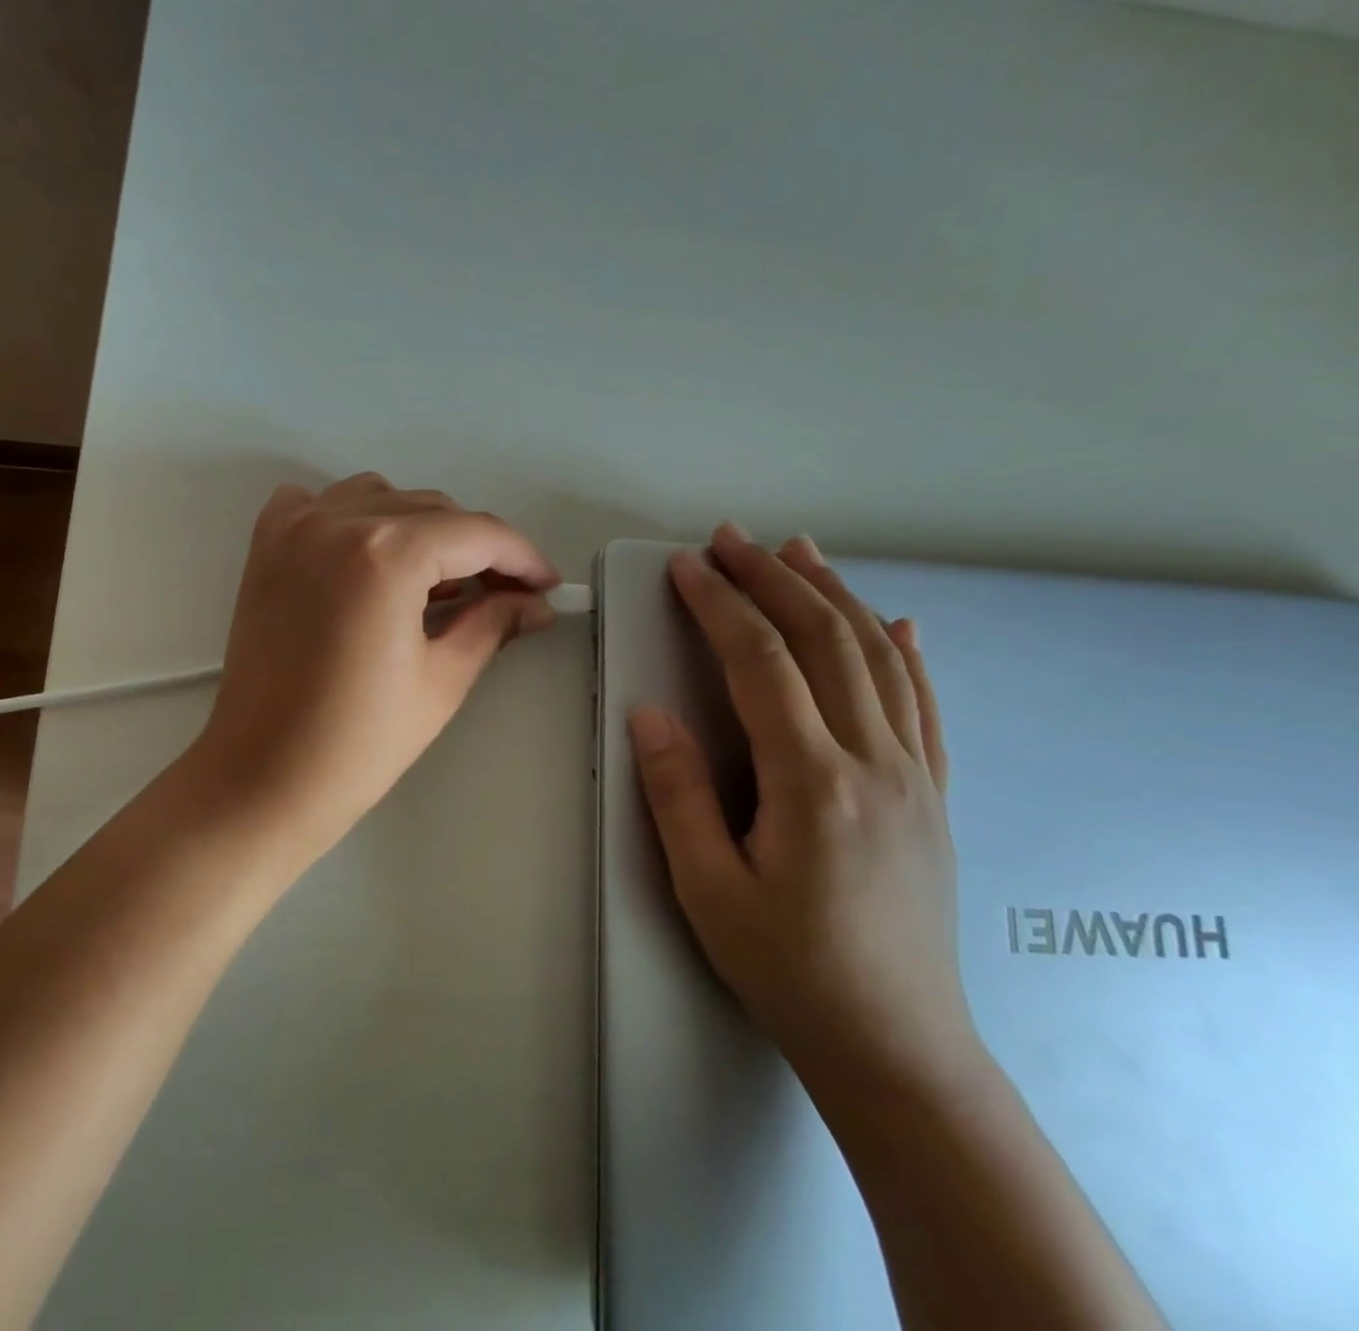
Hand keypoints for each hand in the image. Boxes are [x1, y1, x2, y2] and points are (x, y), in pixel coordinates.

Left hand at [192, 473, 558, 855]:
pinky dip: (351, 517)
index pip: (476, 533)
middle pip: (432, 509)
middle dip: (477, 547)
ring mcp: (294, 529)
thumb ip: (492, 623)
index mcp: (387, 555)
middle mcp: (338, 522)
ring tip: (434, 579)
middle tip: (503, 592)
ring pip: (379, 497)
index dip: (521, 557)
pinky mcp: (266, 548)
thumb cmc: (360, 741)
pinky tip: (366, 554)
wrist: (265, 775)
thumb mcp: (442, 679)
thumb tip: (534, 603)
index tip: (546, 584)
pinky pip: (317, 503)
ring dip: (418, 527)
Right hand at [627, 523, 980, 1092]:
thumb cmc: (788, 969)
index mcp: (812, 781)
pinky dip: (906, 652)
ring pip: (879, 658)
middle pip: (824, 641)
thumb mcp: (708, 889)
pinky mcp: (934, 795)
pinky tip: (898, 621)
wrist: (897, 1047)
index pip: (760, 663)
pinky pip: (925, 705)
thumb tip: (649, 713)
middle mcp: (875, 761)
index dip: (720, 605)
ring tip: (800, 550)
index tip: (687, 567)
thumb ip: (677, 794)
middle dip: (772, 578)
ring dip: (834, 594)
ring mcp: (916, 775)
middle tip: (731, 538)